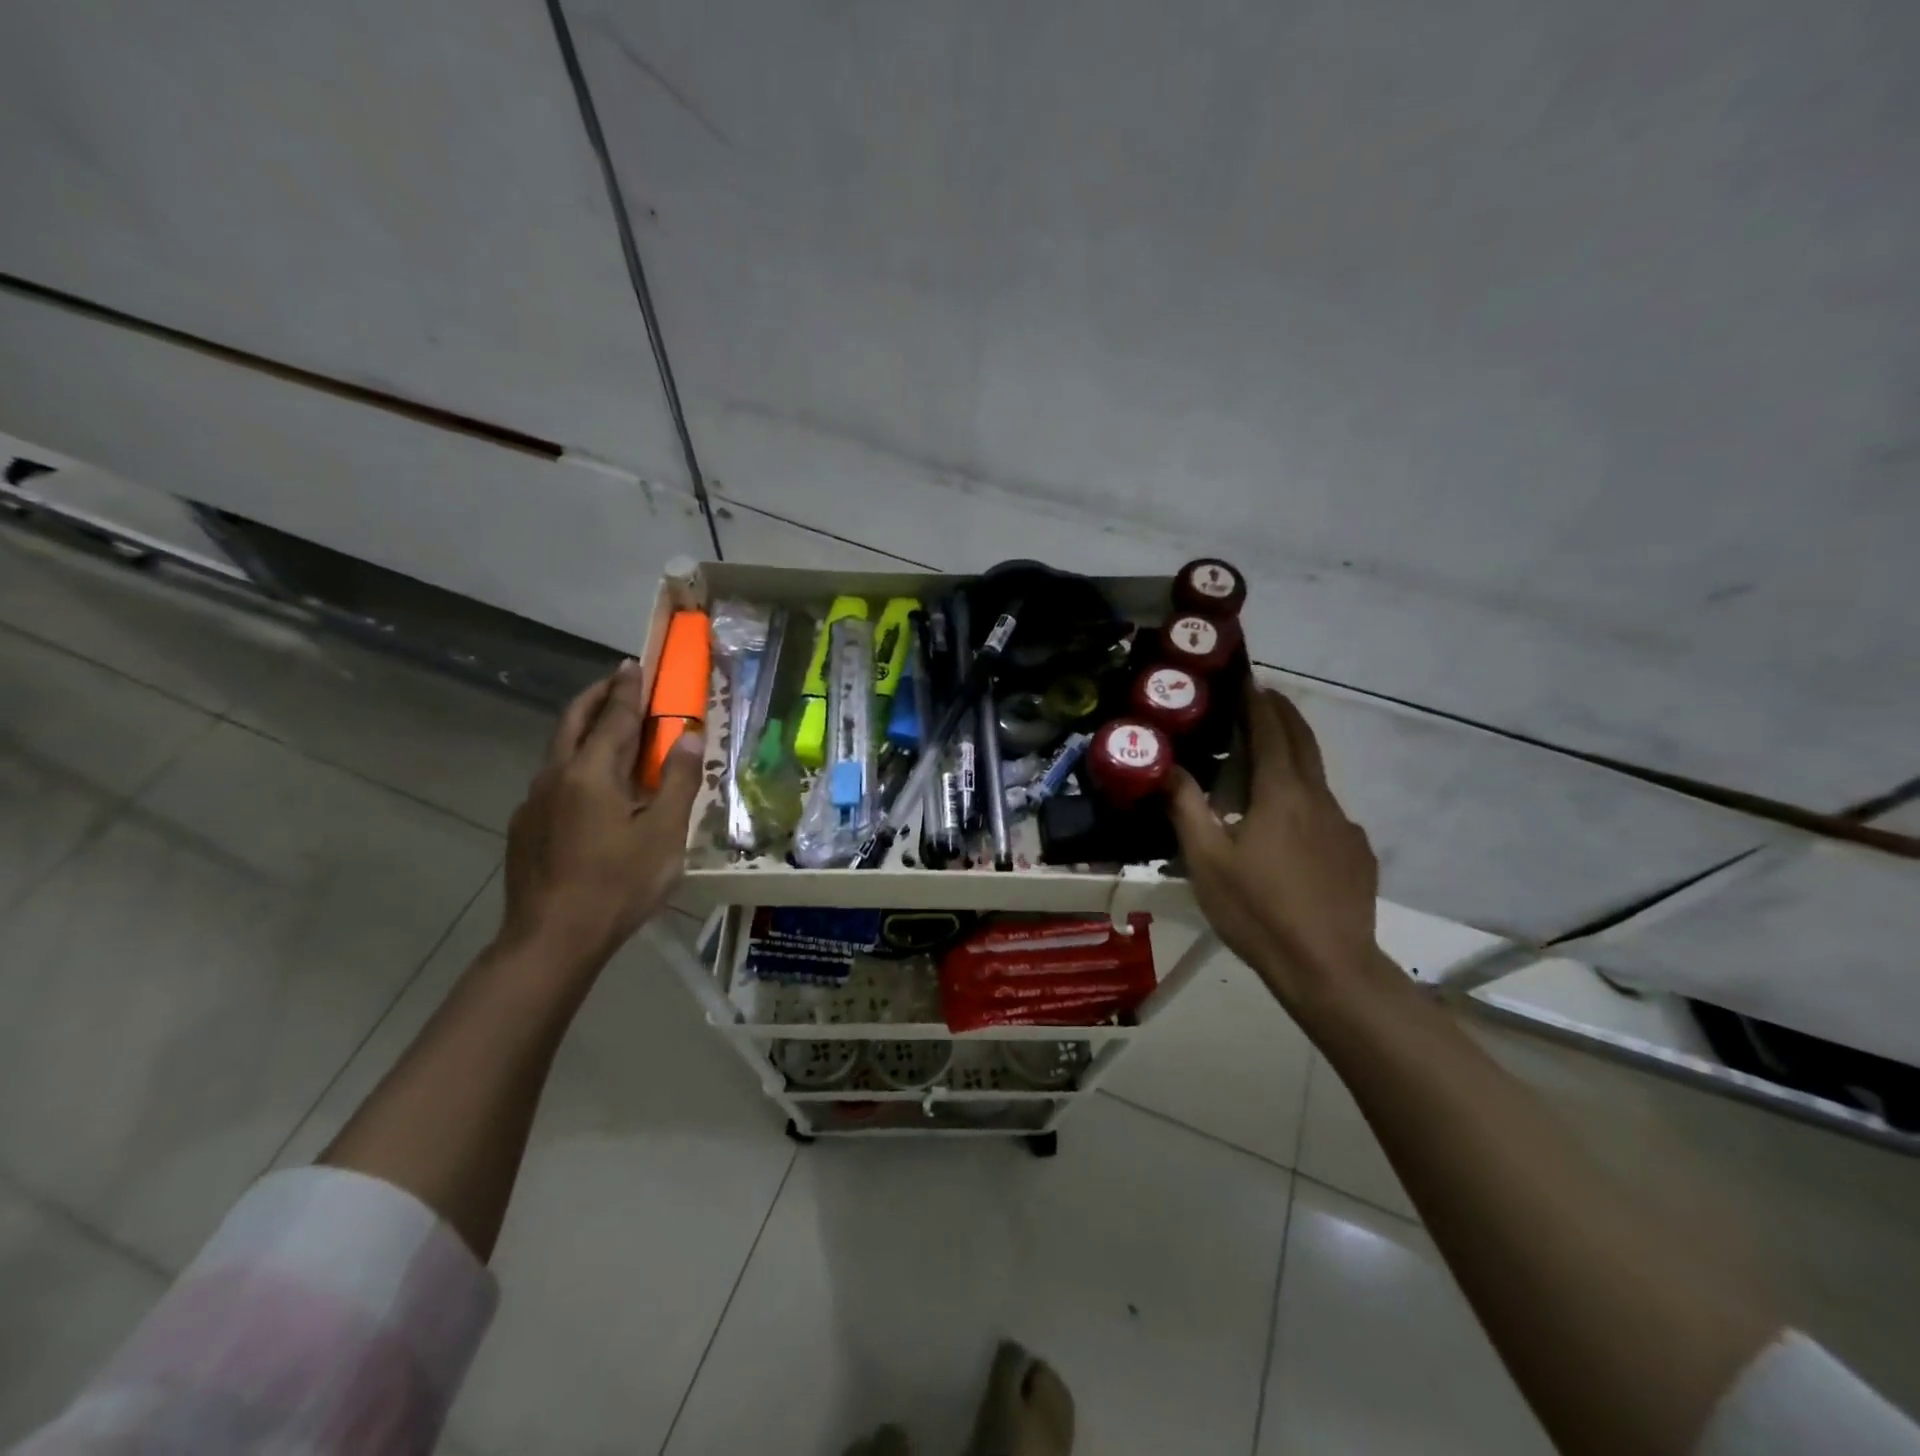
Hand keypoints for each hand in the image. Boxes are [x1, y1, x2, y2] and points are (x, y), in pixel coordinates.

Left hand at [501, 661, 704, 971]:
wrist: (551, 939)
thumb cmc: (618, 884)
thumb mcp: (664, 834)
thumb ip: (678, 781)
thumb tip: (689, 736)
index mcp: (591, 772)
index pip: (613, 717)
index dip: (628, 690)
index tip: (634, 664)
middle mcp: (556, 777)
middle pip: (573, 721)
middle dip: (596, 697)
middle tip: (617, 681)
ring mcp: (534, 803)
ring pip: (559, 751)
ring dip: (583, 729)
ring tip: (607, 729)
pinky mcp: (525, 828)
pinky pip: (553, 781)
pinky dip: (574, 764)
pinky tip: (590, 789)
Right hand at [1167, 686, 1390, 1012]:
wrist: (1328, 966)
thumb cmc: (1257, 910)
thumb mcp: (1206, 860)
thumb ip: (1186, 807)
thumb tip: (1166, 766)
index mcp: (1281, 794)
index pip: (1272, 732)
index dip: (1259, 704)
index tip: (1248, 682)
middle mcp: (1318, 799)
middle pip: (1304, 742)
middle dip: (1285, 714)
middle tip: (1265, 697)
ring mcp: (1344, 826)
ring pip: (1317, 779)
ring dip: (1295, 757)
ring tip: (1270, 763)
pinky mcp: (1358, 854)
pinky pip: (1329, 814)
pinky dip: (1308, 802)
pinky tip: (1293, 829)